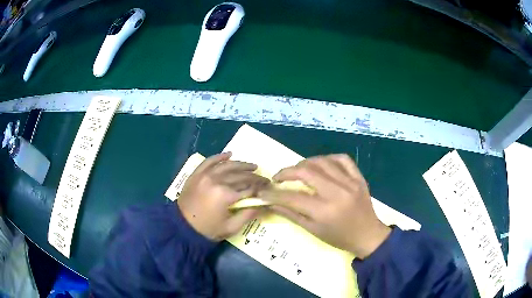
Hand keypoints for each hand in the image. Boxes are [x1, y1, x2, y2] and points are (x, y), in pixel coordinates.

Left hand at [177, 152, 269, 240]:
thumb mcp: (231, 227)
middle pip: (241, 176)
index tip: (269, 187)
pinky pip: (210, 161)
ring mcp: (205, 175)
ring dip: (242, 165)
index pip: (249, 188)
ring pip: (228, 166)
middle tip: (264, 179)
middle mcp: (217, 181)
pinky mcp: (197, 174)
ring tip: (253, 166)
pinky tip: (230, 154)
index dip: (261, 187)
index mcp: (226, 195)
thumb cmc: (208, 229)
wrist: (182, 227)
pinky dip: (220, 156)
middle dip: (255, 177)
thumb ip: (248, 214)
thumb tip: (263, 204)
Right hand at [260, 154, 390, 258]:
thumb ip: (291, 214)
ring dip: (305, 163)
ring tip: (298, 170)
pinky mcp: (359, 177)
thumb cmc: (339, 237)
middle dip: (287, 172)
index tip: (263, 191)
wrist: (367, 235)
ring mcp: (350, 182)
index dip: (274, 194)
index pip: (292, 197)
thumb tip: (270, 203)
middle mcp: (337, 193)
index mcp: (324, 211)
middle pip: (306, 171)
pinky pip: (342, 159)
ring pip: (323, 161)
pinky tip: (322, 164)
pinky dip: (329, 158)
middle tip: (279, 177)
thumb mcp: (313, 230)